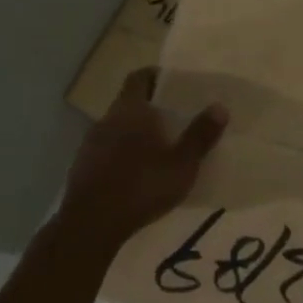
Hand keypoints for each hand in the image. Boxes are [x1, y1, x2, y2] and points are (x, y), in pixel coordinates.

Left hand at [57, 69, 227, 252]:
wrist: (90, 226)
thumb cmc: (141, 186)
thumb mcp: (182, 164)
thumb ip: (200, 135)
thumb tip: (220, 106)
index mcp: (131, 109)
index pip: (139, 77)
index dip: (155, 76)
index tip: (174, 85)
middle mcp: (107, 119)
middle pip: (129, 102)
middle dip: (150, 108)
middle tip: (175, 119)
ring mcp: (90, 144)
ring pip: (117, 128)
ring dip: (135, 133)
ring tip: (158, 149)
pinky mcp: (82, 167)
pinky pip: (106, 151)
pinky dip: (122, 154)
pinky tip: (136, 175)